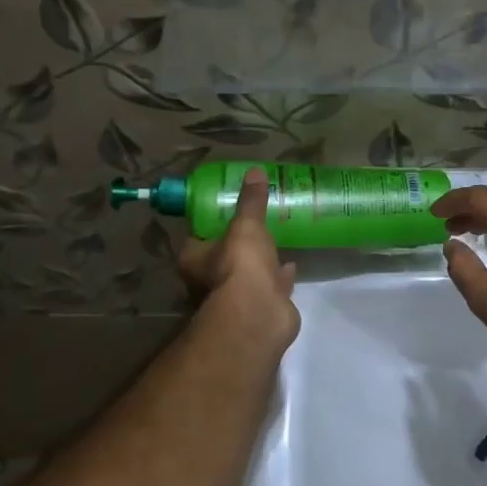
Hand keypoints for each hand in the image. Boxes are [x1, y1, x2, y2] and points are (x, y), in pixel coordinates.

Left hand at [177, 169, 300, 355]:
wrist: (259, 314)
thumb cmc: (240, 265)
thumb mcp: (246, 225)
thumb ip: (251, 201)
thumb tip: (255, 171)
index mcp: (195, 260)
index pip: (198, 237)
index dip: (211, 224)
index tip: (228, 210)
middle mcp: (209, 281)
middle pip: (222, 257)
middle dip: (238, 245)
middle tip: (255, 224)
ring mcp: (235, 298)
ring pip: (246, 274)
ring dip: (259, 262)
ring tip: (276, 240)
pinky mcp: (259, 308)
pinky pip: (269, 286)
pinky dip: (279, 277)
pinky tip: (291, 264)